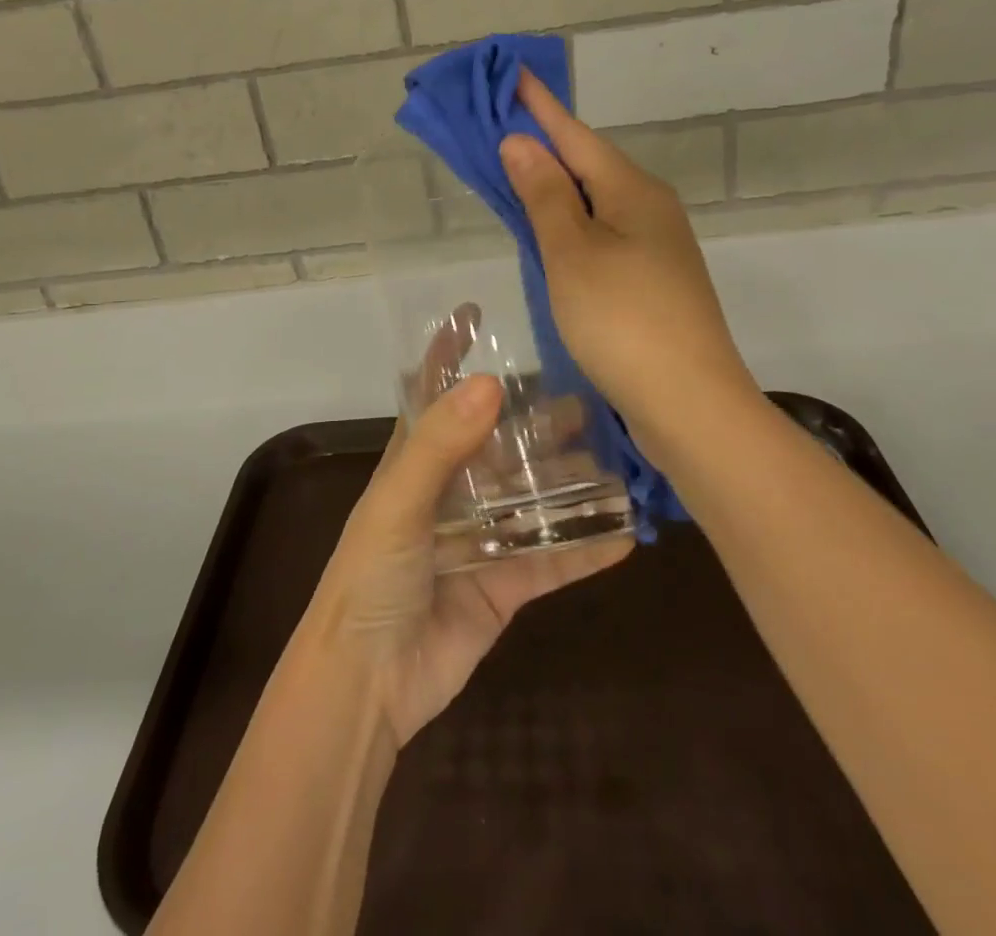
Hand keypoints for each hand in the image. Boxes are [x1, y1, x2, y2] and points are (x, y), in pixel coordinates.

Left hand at [299, 357, 630, 748]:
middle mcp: (451, 491)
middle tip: (590, 401)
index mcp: (416, 462)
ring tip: (621, 459)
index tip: (475, 311)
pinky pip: (552, 560)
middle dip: (538, 422)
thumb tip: (490, 383)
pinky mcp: (505, 585)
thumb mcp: (399, 502)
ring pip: (535, 499)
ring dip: (572, 483)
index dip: (448, 351)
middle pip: (502, 444)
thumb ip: (441, 445)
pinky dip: (586, 548)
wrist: (368, 684)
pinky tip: (627, 533)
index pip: (433, 393)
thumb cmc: (371, 577)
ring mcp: (481, 538)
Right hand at [499, 71, 759, 446]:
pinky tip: (551, 236)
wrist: (691, 405)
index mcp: (633, 192)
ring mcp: (657, 248)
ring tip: (515, 175)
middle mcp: (651, 209)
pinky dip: (571, 225)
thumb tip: (521, 142)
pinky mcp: (653, 283)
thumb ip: (544, 196)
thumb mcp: (573, 253)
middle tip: (499, 128)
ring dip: (556, 187)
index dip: (540, 107)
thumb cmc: (624, 321)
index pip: (575, 135)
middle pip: (588, 165)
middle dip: (544, 145)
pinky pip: (602, 236)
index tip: (512, 75)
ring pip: (596, 203)